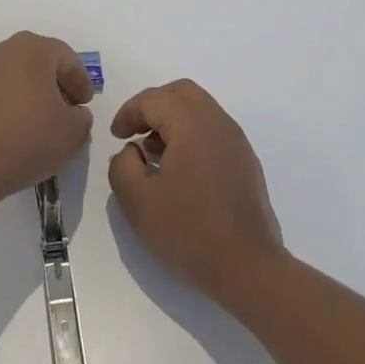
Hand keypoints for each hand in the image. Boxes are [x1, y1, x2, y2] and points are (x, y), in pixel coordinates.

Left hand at [0, 32, 94, 204]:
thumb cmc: (29, 139)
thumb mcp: (74, 131)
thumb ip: (82, 116)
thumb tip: (72, 113)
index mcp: (33, 49)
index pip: (67, 58)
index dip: (81, 82)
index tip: (85, 104)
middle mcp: (1, 49)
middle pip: (36, 61)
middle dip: (52, 83)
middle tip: (64, 109)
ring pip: (9, 75)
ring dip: (24, 92)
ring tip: (33, 121)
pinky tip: (5, 128)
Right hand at [108, 79, 285, 305]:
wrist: (249, 269)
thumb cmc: (189, 232)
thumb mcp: (137, 202)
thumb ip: (122, 166)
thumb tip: (132, 151)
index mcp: (193, 124)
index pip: (154, 98)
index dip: (129, 112)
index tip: (115, 137)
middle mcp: (219, 123)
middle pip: (182, 93)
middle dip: (153, 107)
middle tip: (134, 133)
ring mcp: (237, 142)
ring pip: (200, 110)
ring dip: (173, 121)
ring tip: (153, 155)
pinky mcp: (246, 163)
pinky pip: (213, 132)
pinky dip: (191, 136)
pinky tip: (179, 172)